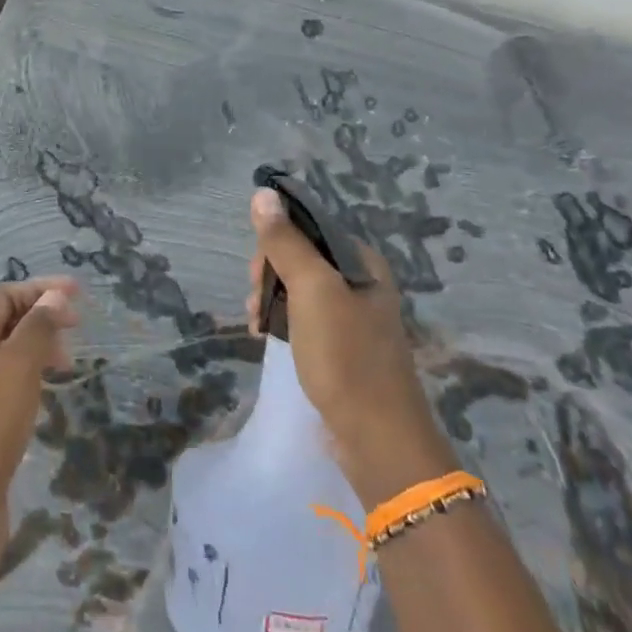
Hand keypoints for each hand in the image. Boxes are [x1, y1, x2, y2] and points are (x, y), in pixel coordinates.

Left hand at [0, 277, 79, 581]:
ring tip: (67, 363)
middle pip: (3, 322)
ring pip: (6, 356)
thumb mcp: (15, 368)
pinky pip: (6, 387)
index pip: (4, 295)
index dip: (41, 289)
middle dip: (41, 317)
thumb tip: (54, 296)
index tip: (80, 294)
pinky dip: (30, 379)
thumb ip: (36, 329)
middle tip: (77, 330)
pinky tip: (46, 395)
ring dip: (37, 349)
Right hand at [244, 188, 456, 503]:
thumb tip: (262, 193)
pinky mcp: (342, 347)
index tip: (257, 271)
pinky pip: (304, 318)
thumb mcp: (311, 290)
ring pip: (299, 289)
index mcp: (362, 262)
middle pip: (302, 257)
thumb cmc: (346, 356)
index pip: (309, 228)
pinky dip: (282, 321)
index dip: (276, 241)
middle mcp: (361, 283)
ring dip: (270, 298)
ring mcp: (353, 317)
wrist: (377, 438)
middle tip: (255, 301)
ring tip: (255, 323)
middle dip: (270, 273)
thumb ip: (285, 242)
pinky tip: (265, 335)